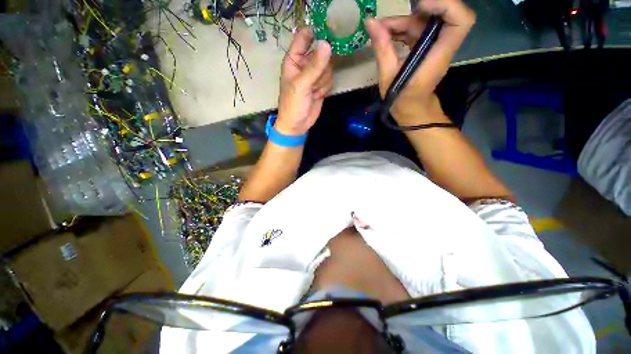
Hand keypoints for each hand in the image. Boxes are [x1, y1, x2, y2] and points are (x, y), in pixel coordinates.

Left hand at [276, 28, 332, 135]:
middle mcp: (304, 64)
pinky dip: (325, 87)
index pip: (304, 37)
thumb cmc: (293, 104)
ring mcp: (314, 74)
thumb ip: (315, 66)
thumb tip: (327, 44)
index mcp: (294, 59)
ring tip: (314, 91)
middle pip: (321, 52)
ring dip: (323, 80)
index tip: (330, 33)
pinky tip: (317, 95)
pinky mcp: (321, 84)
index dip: (316, 31)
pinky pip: (329, 78)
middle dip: (322, 66)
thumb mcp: (301, 85)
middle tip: (316, 79)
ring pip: (328, 67)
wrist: (297, 125)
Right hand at [365, 0, 474, 125]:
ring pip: (425, 23)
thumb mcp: (388, 77)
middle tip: (384, 25)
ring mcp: (435, 47)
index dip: (445, 5)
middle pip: (438, 16)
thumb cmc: (401, 99)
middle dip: (411, 15)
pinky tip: (386, 37)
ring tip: (380, 32)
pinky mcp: (427, 49)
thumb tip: (370, 22)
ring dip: (402, 23)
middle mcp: (441, 46)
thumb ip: (382, 48)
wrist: (412, 111)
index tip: (419, 6)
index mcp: (437, 55)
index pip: (460, 20)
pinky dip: (402, 30)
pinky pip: (418, 32)